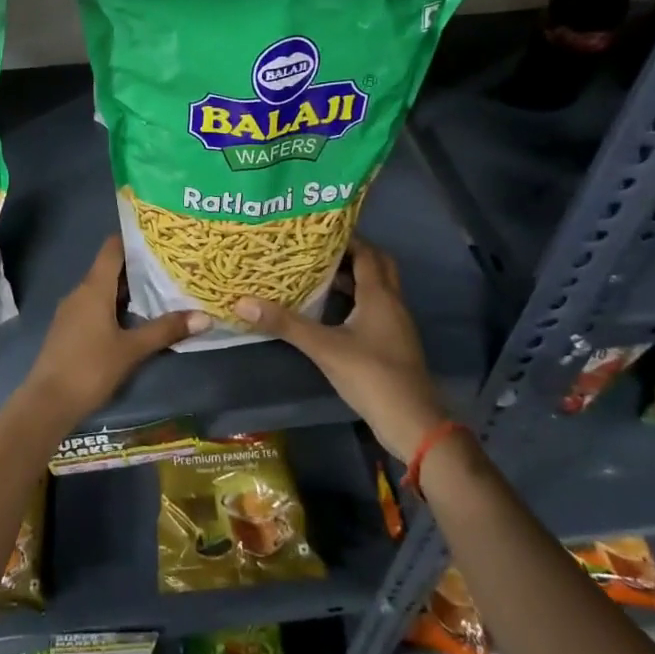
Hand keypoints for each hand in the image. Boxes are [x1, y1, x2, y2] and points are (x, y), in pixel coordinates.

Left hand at [22, 236, 208, 428]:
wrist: (48, 402)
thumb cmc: (90, 368)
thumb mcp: (132, 349)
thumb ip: (166, 330)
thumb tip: (205, 316)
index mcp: (93, 288)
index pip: (113, 248)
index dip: (134, 238)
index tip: (161, 236)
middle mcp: (80, 292)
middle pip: (110, 268)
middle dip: (139, 266)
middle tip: (171, 264)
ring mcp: (72, 311)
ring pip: (103, 289)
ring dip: (129, 289)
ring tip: (161, 289)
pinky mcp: (69, 329)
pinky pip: (95, 306)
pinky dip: (116, 306)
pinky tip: (135, 318)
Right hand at [234, 238, 445, 461]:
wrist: (412, 422)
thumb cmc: (371, 376)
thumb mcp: (324, 348)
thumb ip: (286, 324)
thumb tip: (242, 302)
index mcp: (379, 295)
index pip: (366, 253)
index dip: (345, 238)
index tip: (315, 230)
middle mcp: (392, 303)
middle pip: (376, 266)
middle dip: (351, 254)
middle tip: (317, 250)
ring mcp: (395, 324)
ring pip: (376, 288)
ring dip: (352, 278)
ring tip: (316, 274)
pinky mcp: (392, 343)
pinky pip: (374, 308)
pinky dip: (355, 300)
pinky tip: (330, 311)